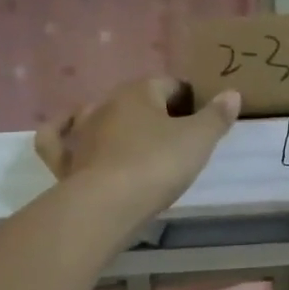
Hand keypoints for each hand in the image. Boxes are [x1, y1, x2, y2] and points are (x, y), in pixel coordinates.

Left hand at [34, 77, 241, 223]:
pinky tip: (67, 133)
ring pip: (98, 116)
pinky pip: (57, 140)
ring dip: (117, 123)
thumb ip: (216, 117)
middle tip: (178, 136)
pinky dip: (61, 134)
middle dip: (156, 112)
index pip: (169, 84)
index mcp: (139, 93)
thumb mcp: (198, 140)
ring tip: (135, 140)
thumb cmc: (157, 165)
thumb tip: (231, 93)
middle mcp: (105, 105)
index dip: (189, 98)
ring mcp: (80, 133)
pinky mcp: (65, 161)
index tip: (203, 118)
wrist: (107, 205)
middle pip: (136, 99)